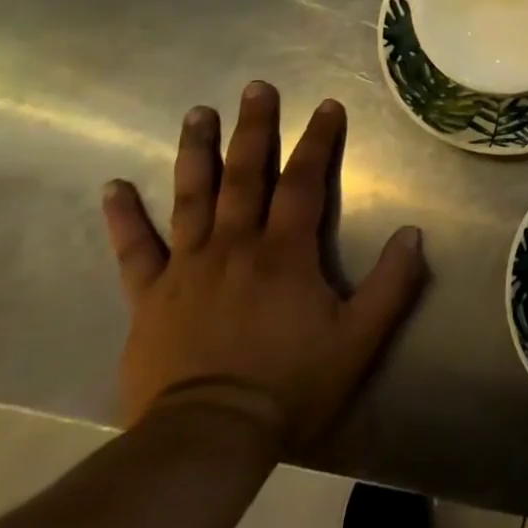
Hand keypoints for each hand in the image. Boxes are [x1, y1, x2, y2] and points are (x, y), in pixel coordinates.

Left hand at [101, 81, 427, 448]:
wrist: (207, 440)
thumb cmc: (291, 384)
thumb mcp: (360, 338)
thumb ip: (392, 283)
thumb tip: (414, 232)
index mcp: (285, 253)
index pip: (304, 182)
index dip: (319, 141)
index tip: (328, 106)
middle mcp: (235, 246)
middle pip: (245, 175)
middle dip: (255, 128)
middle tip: (256, 88)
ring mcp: (187, 268)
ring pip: (191, 197)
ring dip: (196, 152)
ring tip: (197, 113)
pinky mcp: (149, 298)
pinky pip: (134, 250)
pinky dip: (123, 218)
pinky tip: (113, 187)